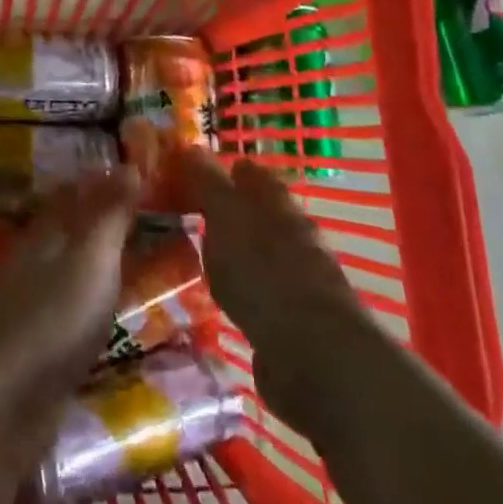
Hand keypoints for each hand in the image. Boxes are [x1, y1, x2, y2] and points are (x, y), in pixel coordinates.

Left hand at [0, 169, 140, 424]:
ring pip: (70, 273)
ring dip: (100, 264)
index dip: (100, 182)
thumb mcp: (90, 260)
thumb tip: (130, 164)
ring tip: (140, 262)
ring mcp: (32, 310)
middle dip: (101, 221)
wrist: (1, 406)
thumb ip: (110, 216)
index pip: (71, 195)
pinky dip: (95, 305)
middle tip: (149, 216)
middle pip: (69, 233)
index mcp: (44, 236)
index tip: (136, 173)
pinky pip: (73, 314)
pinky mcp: (38, 354)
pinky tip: (113, 316)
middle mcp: (34, 265)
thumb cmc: (52, 320)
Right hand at [180, 153, 365, 423]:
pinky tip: (222, 296)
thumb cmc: (265, 272)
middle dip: (230, 210)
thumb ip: (208, 183)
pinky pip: (260, 292)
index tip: (193, 171)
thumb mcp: (226, 217)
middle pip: (259, 212)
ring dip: (236, 251)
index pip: (251, 173)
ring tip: (198, 253)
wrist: (314, 358)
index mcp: (278, 204)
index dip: (225, 168)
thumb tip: (191, 145)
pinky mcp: (295, 322)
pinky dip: (242, 289)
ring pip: (260, 252)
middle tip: (189, 211)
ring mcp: (298, 279)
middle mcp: (294, 235)